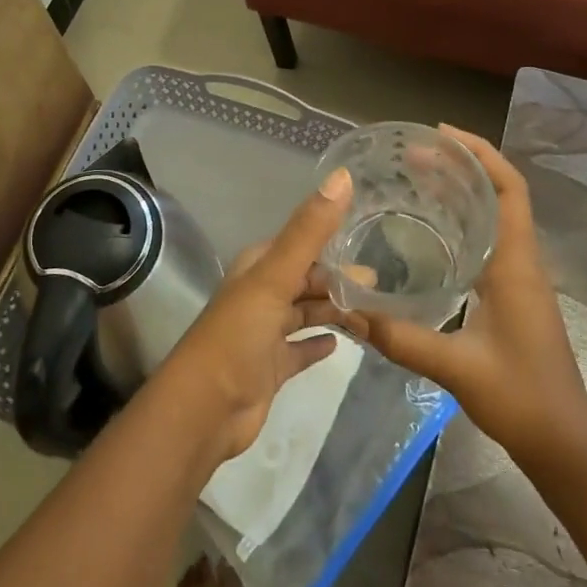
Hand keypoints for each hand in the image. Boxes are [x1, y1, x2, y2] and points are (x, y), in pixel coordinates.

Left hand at [155, 168, 356, 461]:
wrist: (204, 410)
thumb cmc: (238, 335)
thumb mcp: (275, 277)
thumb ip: (309, 230)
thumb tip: (344, 176)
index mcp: (258, 268)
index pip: (301, 245)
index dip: (333, 243)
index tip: (373, 240)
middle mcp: (260, 295)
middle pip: (306, 280)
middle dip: (339, 281)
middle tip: (382, 286)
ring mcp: (263, 333)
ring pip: (305, 313)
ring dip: (334, 311)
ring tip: (375, 313)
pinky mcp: (269, 368)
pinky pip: (299, 350)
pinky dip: (317, 344)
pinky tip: (340, 344)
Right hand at [340, 126, 586, 463]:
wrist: (565, 445)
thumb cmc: (521, 399)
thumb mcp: (456, 368)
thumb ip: (401, 338)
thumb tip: (348, 311)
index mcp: (517, 266)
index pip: (509, 189)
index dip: (481, 154)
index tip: (441, 135)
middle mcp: (522, 262)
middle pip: (499, 194)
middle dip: (461, 166)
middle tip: (413, 155)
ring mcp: (520, 279)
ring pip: (494, 217)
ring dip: (463, 191)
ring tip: (417, 178)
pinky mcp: (512, 297)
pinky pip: (488, 241)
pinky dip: (462, 221)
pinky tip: (430, 231)